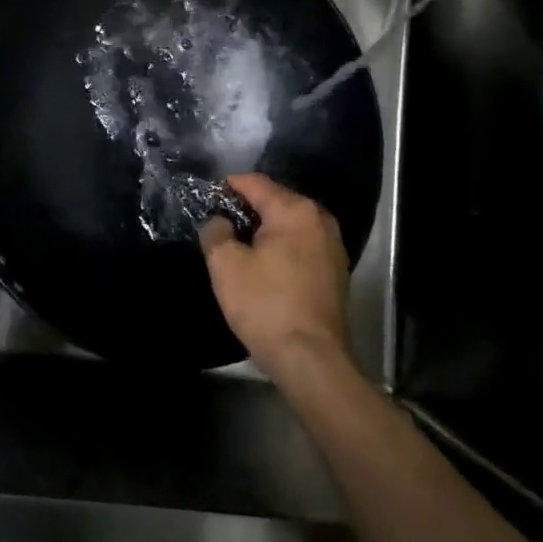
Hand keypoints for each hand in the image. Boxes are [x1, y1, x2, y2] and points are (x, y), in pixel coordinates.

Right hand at [199, 173, 352, 379]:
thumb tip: (220, 222)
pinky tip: (264, 266)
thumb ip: (216, 232)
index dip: (227, 187)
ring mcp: (333, 246)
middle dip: (247, 209)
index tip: (206, 199)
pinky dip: (282, 248)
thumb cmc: (265, 305)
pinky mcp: (336, 272)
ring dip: (265, 230)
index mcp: (295, 210)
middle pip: (276, 201)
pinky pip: (302, 246)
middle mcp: (320, 220)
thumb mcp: (225, 265)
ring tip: (239, 246)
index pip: (255, 183)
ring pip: (290, 225)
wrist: (311, 359)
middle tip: (220, 225)